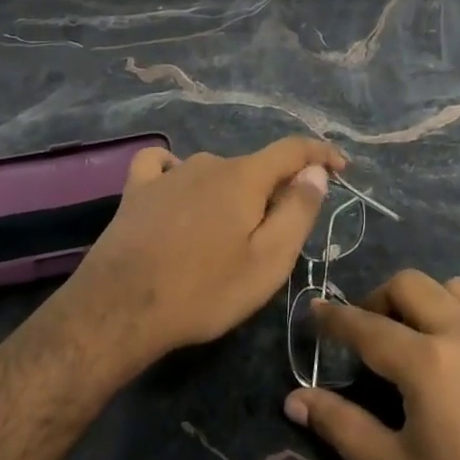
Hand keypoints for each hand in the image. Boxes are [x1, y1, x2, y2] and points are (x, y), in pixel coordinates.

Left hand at [58, 136, 346, 373]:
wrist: (119, 309)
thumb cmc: (202, 290)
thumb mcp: (266, 262)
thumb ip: (297, 212)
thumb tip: (315, 172)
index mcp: (245, 177)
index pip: (293, 150)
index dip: (320, 154)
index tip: (340, 166)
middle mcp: (210, 162)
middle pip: (253, 169)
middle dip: (272, 193)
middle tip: (272, 240)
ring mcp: (170, 173)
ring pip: (214, 173)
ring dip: (229, 194)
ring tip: (223, 238)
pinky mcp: (137, 189)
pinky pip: (163, 166)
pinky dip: (178, 174)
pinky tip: (175, 191)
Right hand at [285, 271, 459, 459]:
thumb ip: (341, 425)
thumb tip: (294, 398)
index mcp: (429, 363)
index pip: (368, 326)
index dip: (336, 317)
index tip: (315, 309)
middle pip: (412, 284)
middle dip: (381, 299)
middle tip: (369, 332)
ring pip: (456, 289)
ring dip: (428, 301)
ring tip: (417, 340)